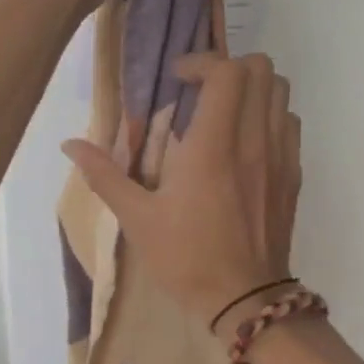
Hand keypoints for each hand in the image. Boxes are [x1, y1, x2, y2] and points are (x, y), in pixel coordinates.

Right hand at [63, 52, 301, 332]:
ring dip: (253, 88)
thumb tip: (70, 144)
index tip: (178, 80)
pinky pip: (290, 123)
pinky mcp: (294, 175)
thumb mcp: (137, 219)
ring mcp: (281, 156)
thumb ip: (104, 175)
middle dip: (229, 67)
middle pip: (262, 69)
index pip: (228, 72)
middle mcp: (254, 140)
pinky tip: (245, 141)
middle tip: (201, 90)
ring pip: (281, 92)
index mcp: (214, 146)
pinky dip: (269, 115)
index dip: (202, 62)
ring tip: (223, 111)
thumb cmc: (187, 258)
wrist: (246, 301)